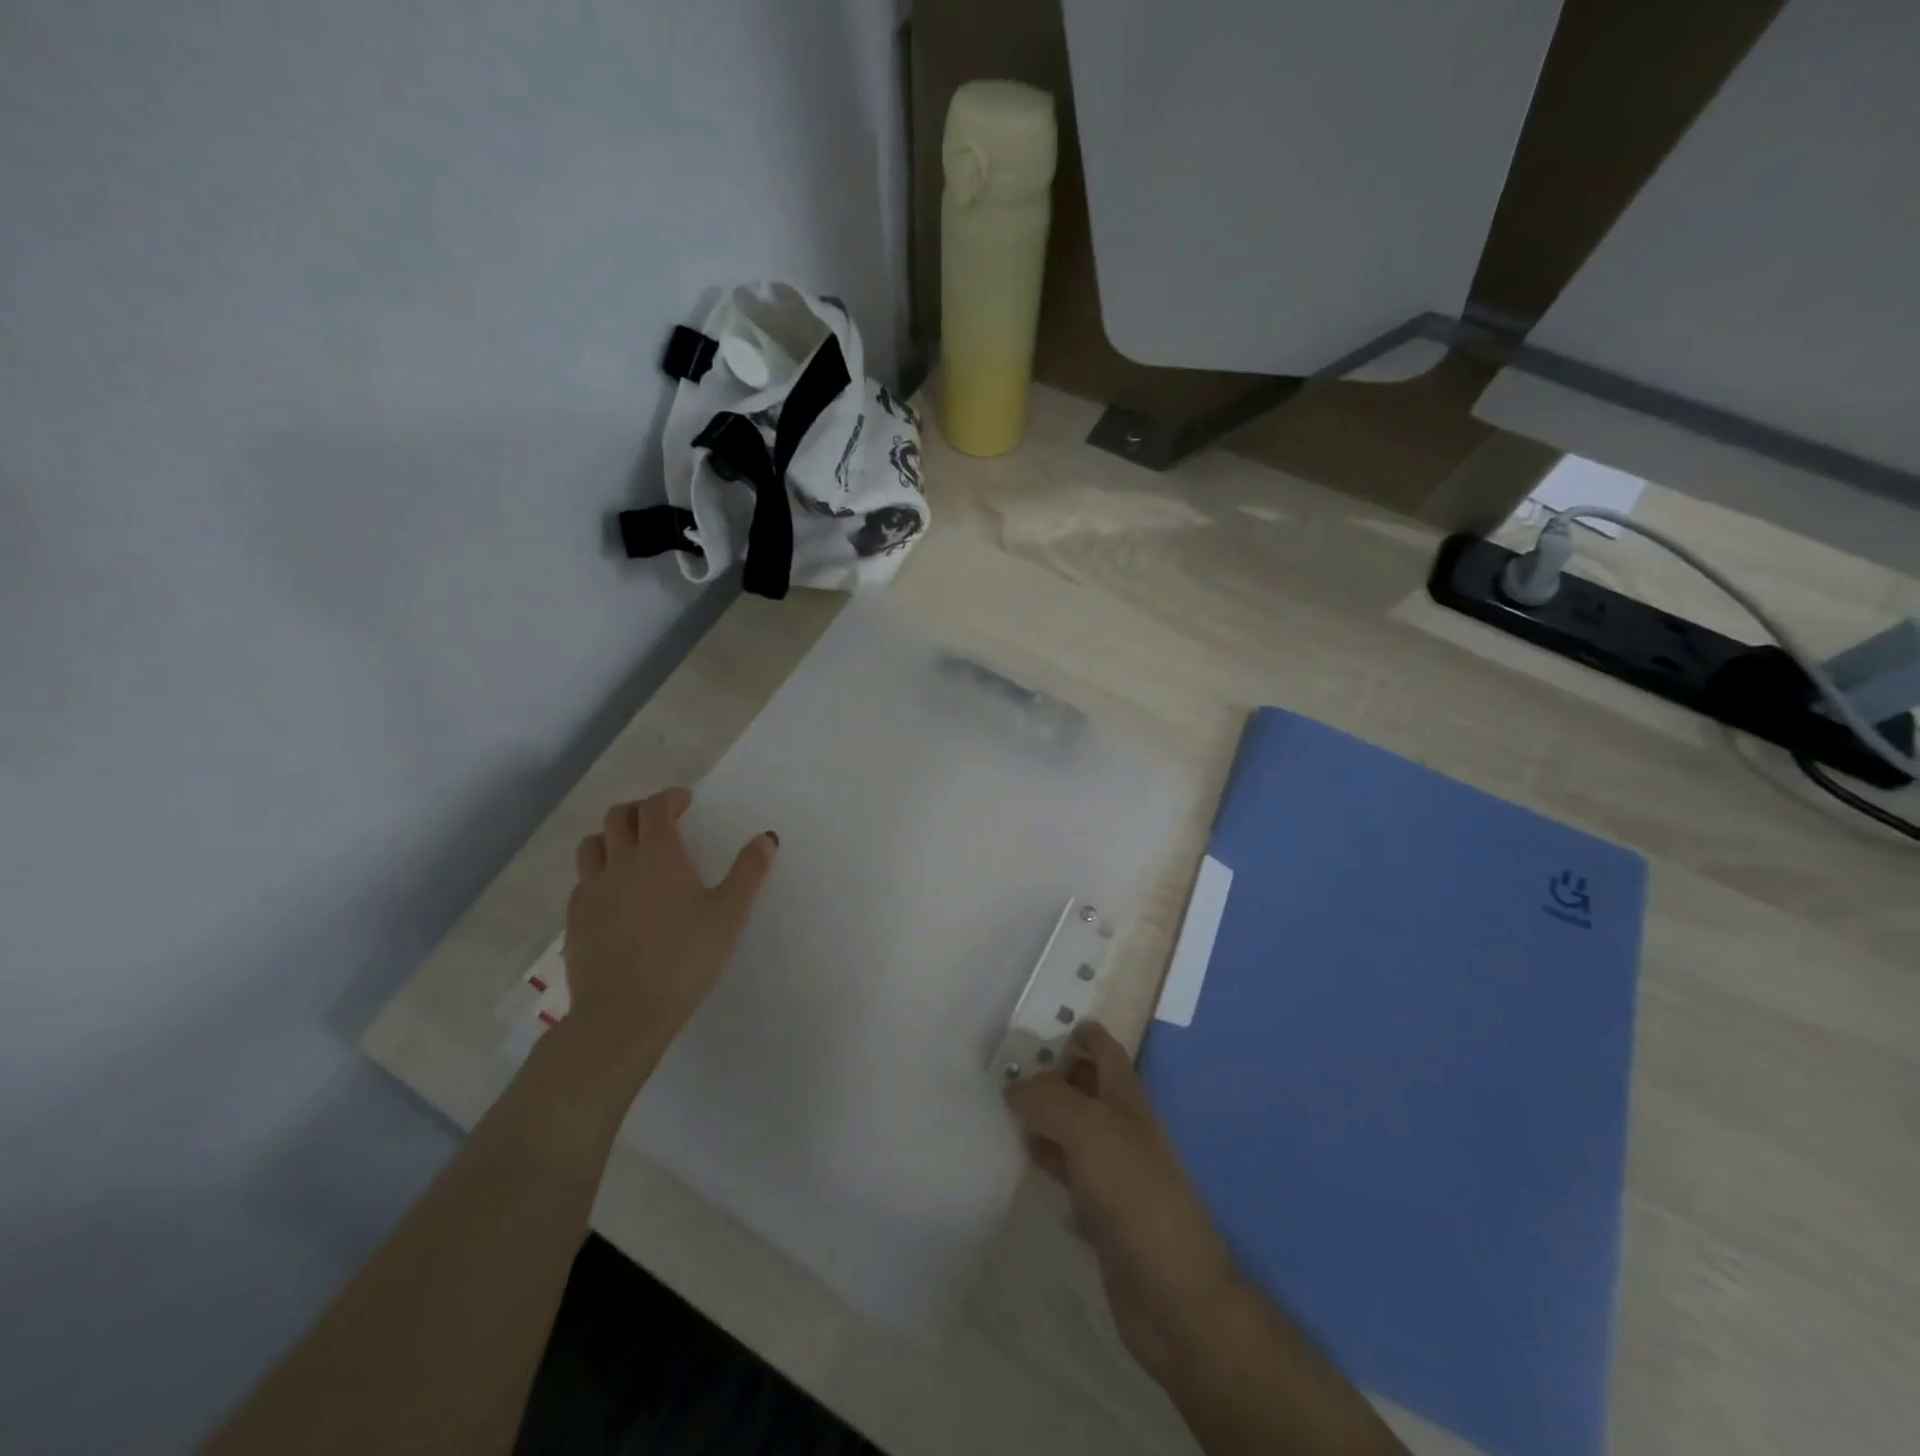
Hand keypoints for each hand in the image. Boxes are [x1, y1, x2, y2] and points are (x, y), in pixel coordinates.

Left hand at [560, 788, 777, 1086]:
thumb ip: (749, 872)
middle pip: (617, 817)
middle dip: (639, 811)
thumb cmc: (686, 958)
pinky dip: (598, 874)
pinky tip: (615, 895)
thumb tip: (766, 837)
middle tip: (660, 821)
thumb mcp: (730, 914)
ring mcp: (591, 891)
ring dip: (611, 837)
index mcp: (659, 855)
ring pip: (592, 846)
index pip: (655, 808)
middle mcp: (620, 863)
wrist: (624, 1013)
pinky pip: (583, 881)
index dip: (670, 798)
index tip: (685, 802)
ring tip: (631, 852)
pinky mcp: (575, 920)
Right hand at [1004, 1022, 1238, 1380]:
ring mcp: (1114, 1171)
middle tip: (1007, 1062)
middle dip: (1054, 1070)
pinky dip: (1046, 1157)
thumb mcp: (1089, 1129)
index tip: (1044, 1022)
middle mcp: (1122, 1127)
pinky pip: (1068, 1170)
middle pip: (1087, 1086)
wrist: (1173, 1294)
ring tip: (1003, 1102)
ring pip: (1074, 1127)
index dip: (1082, 1032)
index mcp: (1127, 1099)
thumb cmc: (1135, 1194)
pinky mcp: (1102, 1211)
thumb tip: (1014, 1086)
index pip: (1106, 1050)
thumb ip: (1048, 1098)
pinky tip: (1022, 1156)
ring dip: (1045, 1113)